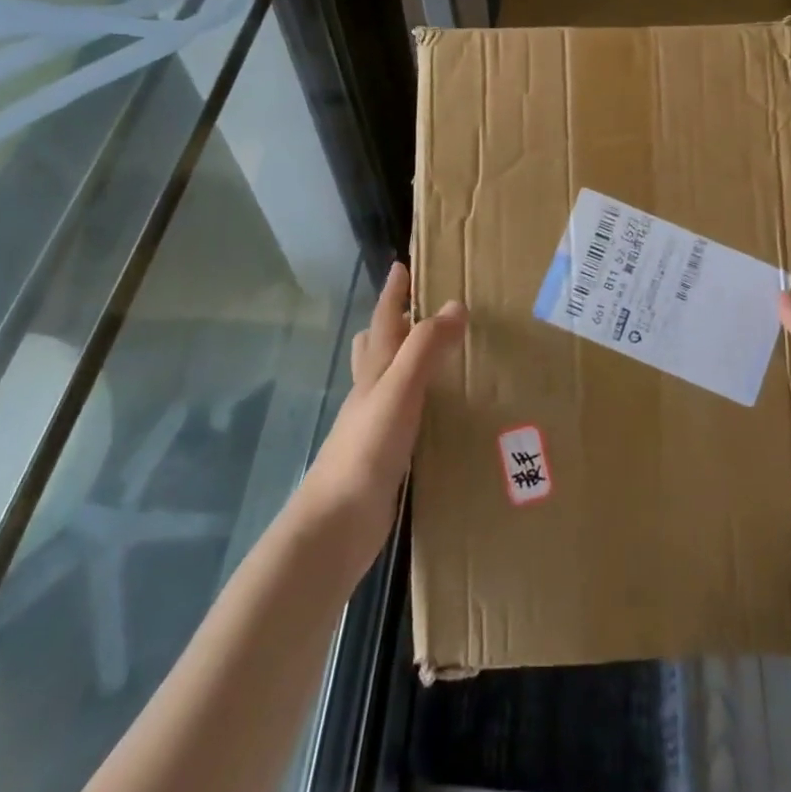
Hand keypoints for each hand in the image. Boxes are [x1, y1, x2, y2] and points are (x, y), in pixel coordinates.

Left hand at [300, 262, 465, 572]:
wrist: (336, 526)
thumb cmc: (366, 451)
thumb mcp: (398, 391)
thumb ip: (425, 349)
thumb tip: (454, 305)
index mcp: (373, 372)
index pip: (383, 320)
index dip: (393, 292)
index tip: (403, 265)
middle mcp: (371, 392)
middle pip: (376, 346)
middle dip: (395, 322)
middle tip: (422, 308)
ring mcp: (375, 424)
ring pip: (387, 379)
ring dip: (405, 360)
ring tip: (435, 354)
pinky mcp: (385, 454)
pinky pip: (403, 412)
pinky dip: (417, 399)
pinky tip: (437, 411)